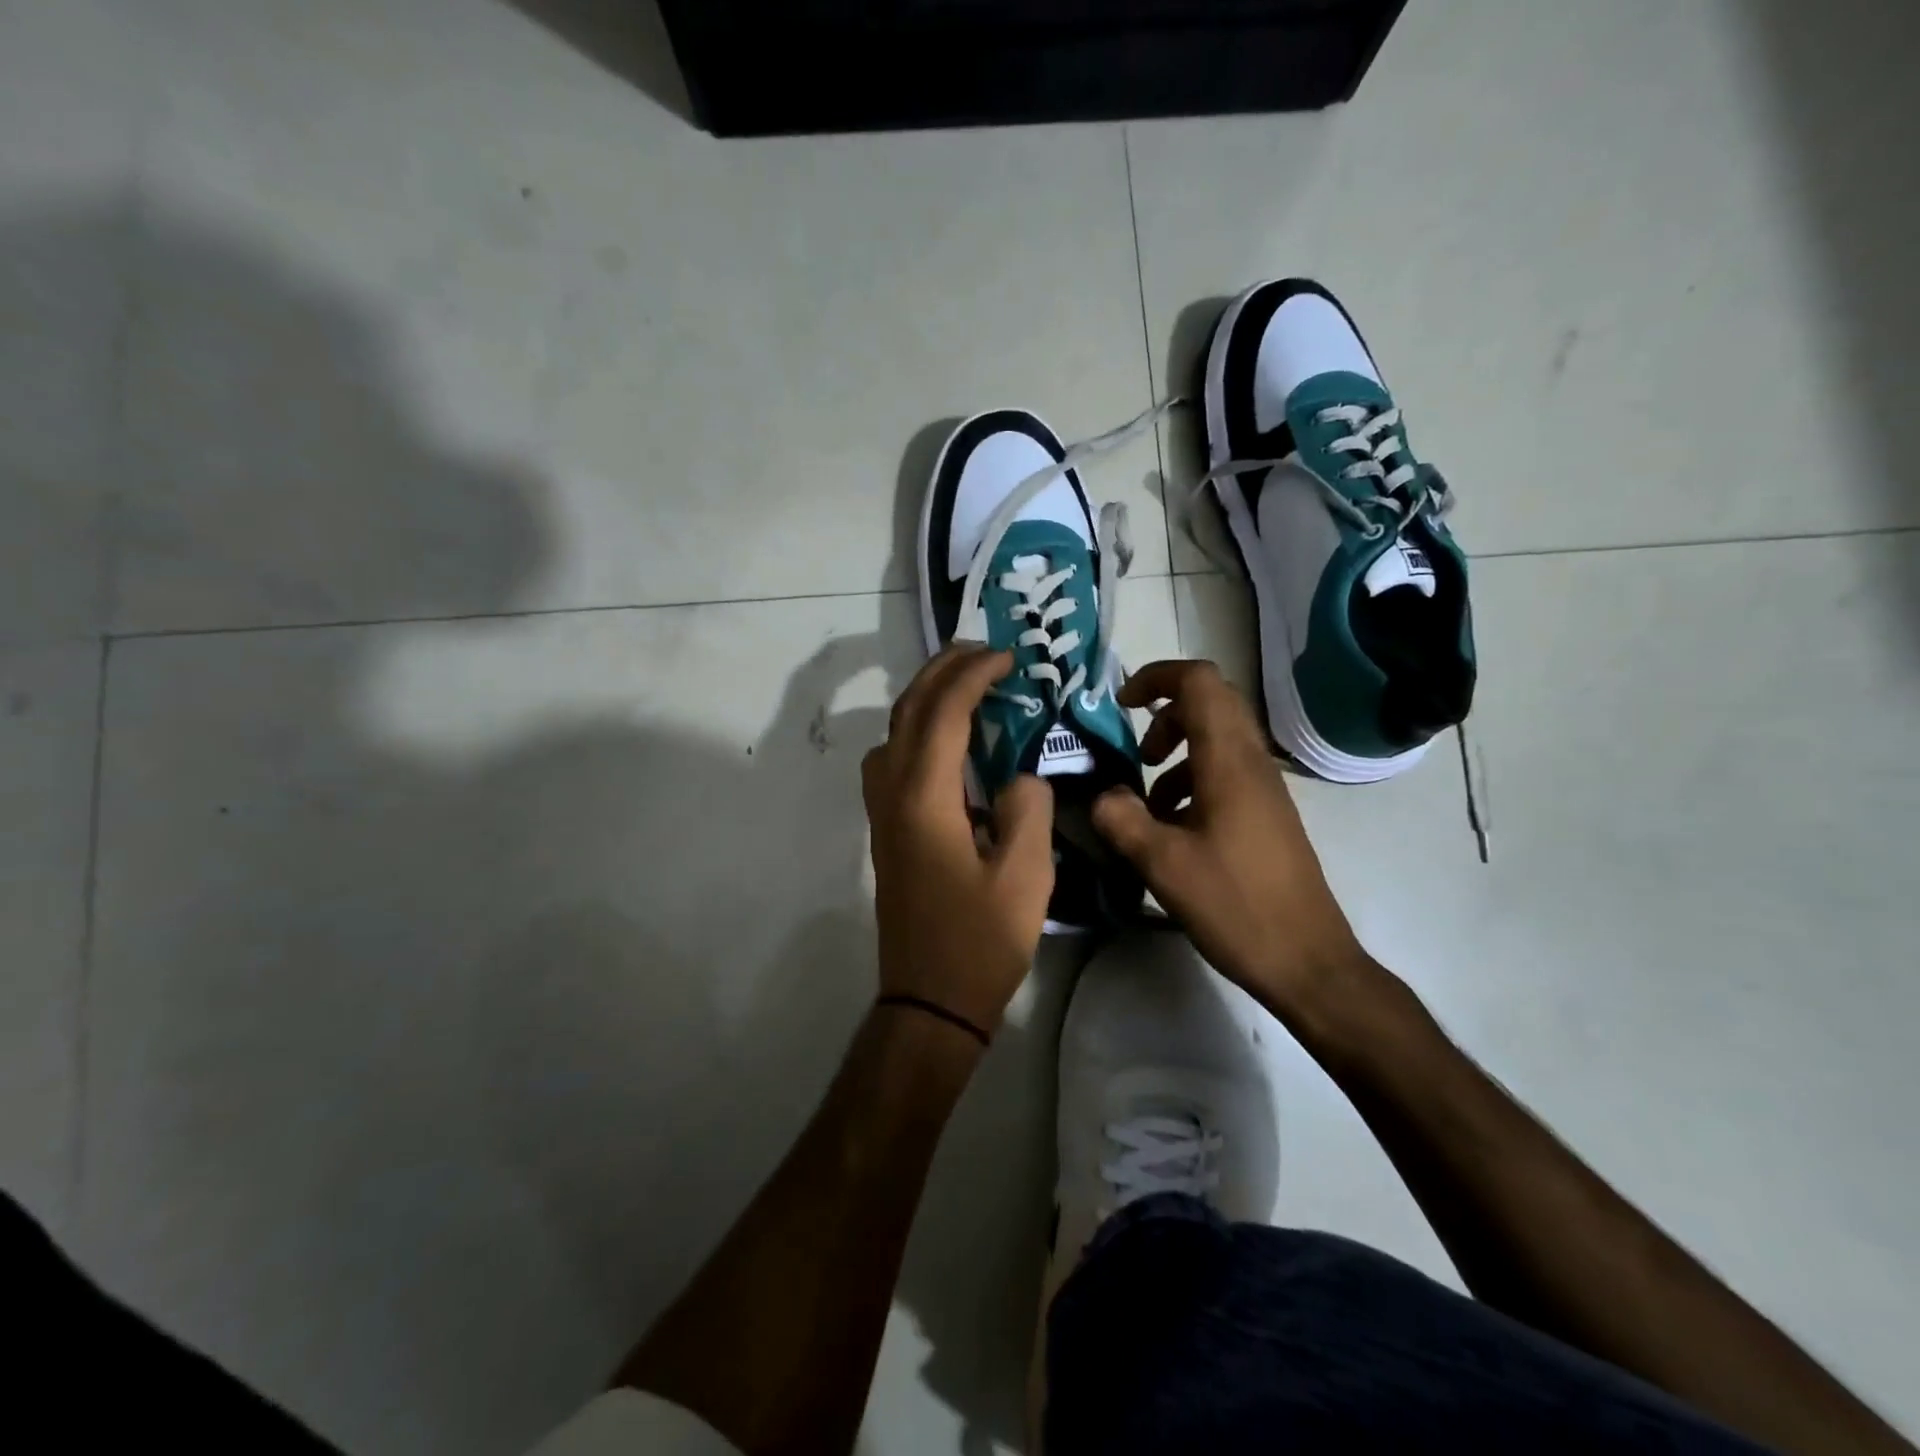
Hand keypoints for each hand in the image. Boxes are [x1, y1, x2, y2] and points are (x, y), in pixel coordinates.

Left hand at [863, 645, 1054, 1034]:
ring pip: (893, 732)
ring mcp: (883, 813)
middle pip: (907, 711)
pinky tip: (951, 744)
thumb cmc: (980, 941)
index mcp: (925, 798)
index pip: (943, 713)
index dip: (974, 676)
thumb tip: (1017, 776)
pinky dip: (919, 731)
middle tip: (982, 652)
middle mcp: (893, 794)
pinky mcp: (887, 831)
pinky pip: (893, 759)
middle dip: (942, 671)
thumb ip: (1027, 809)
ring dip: (925, 698)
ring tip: (967, 687)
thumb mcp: (1026, 875)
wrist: (929, 999)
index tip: (1008, 657)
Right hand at [1090, 659, 1366, 1016]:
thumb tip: (1101, 794)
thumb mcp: (1163, 864)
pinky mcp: (1264, 814)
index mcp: (1228, 761)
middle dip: (1164, 714)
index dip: (1157, 677)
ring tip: (1146, 800)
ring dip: (1176, 751)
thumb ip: (1122, 819)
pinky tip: (1171, 827)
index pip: (1199, 681)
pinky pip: (1224, 772)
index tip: (1121, 704)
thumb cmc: (1235, 905)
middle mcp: (1251, 762)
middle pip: (1210, 702)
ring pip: (1217, 739)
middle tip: (1135, 752)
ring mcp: (1263, 788)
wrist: (1307, 960)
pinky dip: (1190, 781)